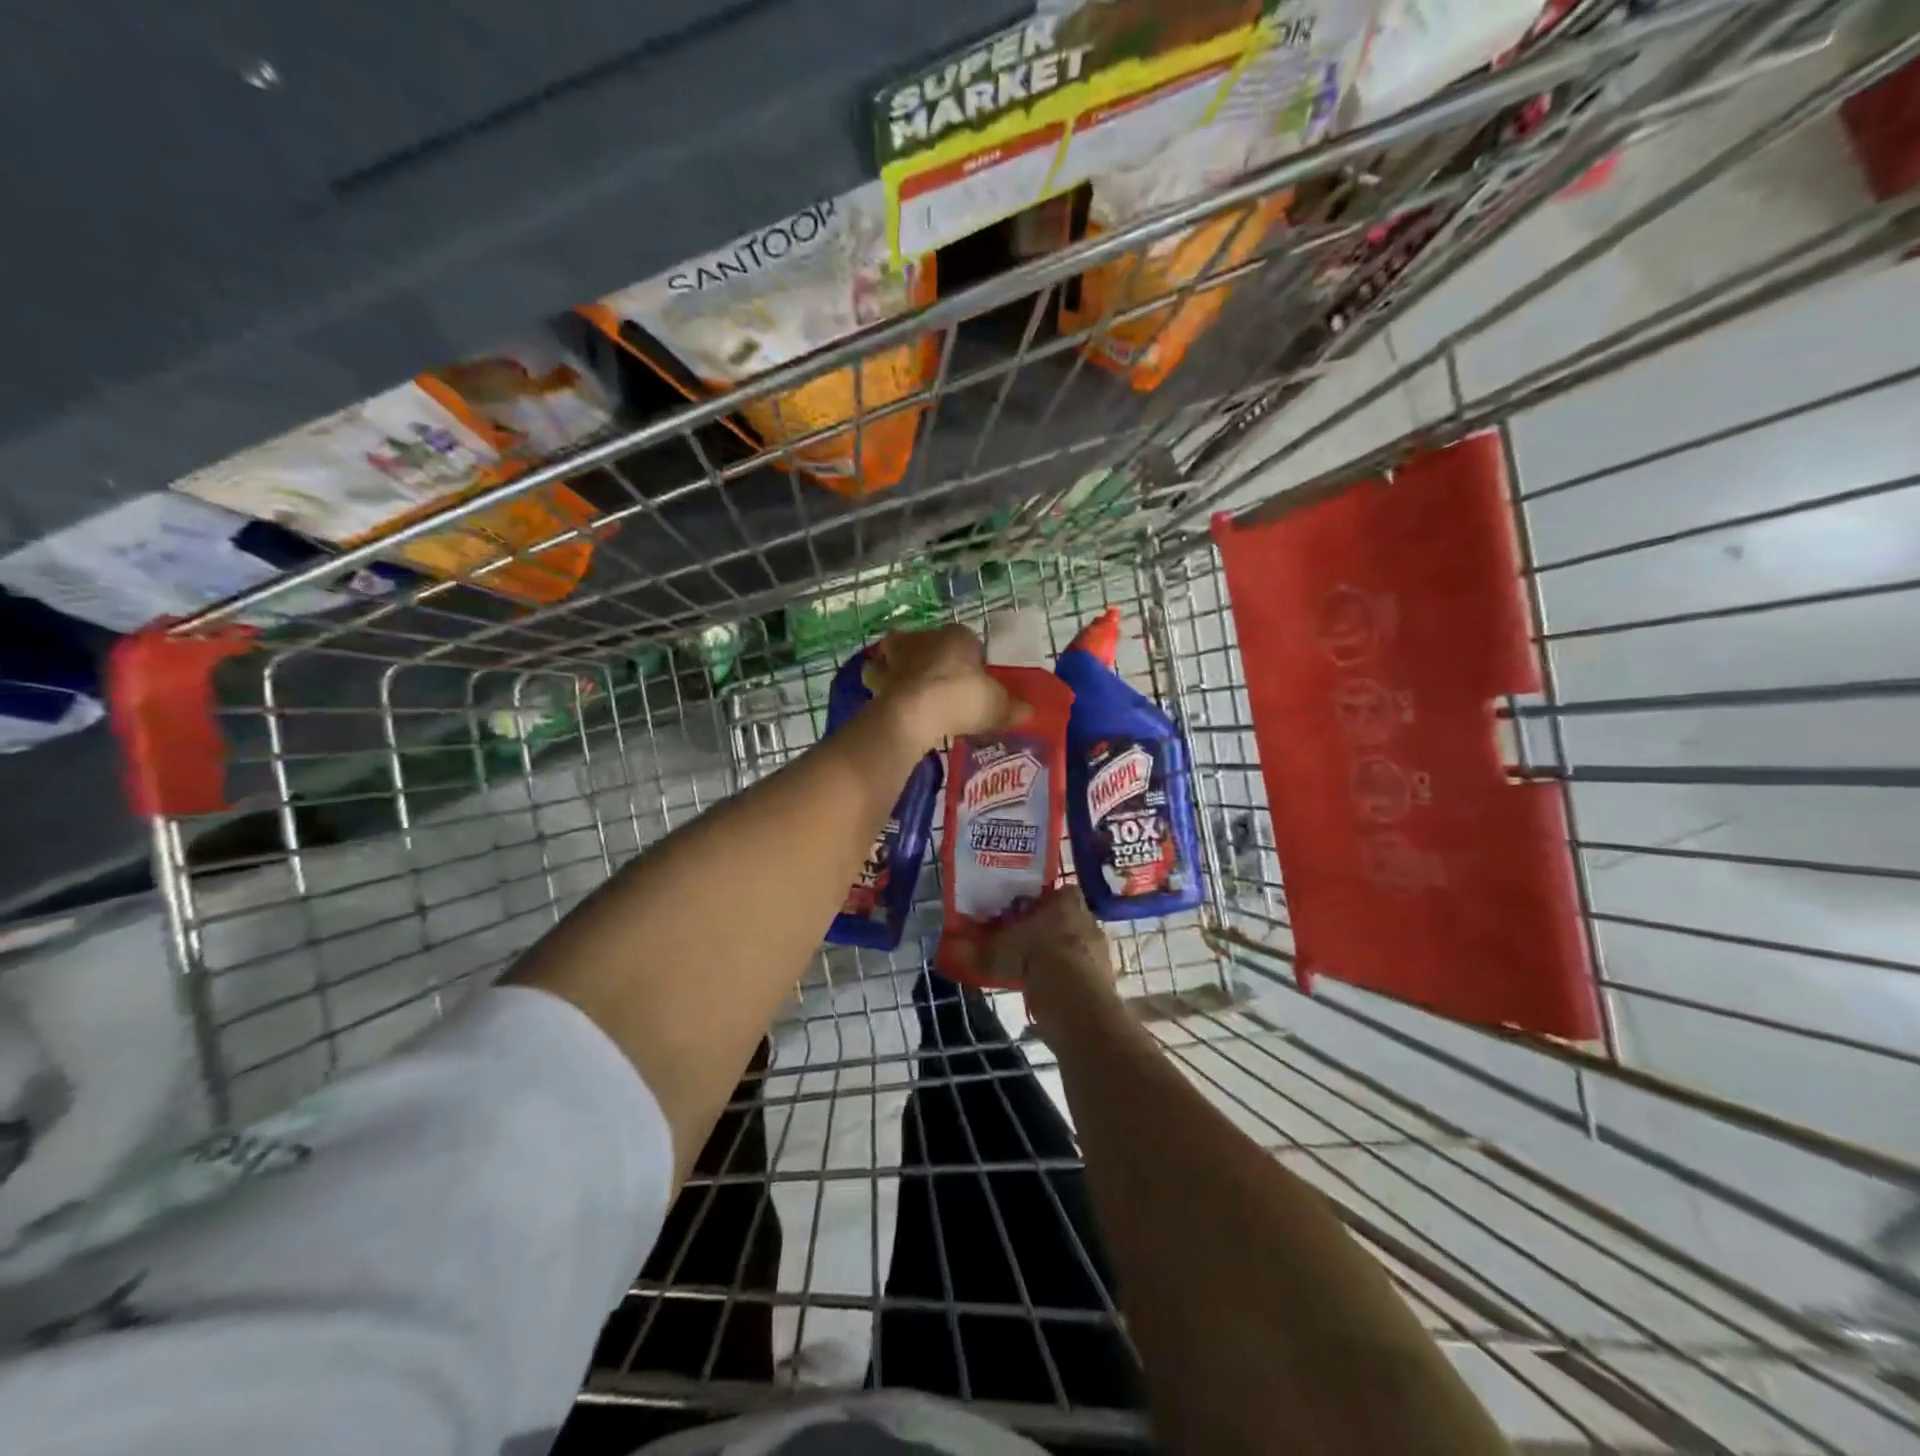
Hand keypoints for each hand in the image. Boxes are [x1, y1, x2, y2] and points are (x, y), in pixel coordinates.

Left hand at [870, 625, 1023, 748]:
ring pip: (890, 655)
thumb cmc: (960, 698)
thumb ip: (1012, 709)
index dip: (969, 656)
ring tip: (902, 685)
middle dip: (924, 654)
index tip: (973, 677)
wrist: (914, 714)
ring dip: (892, 667)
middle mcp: (923, 639)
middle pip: (922, 641)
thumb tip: (1028, 712)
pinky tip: (890, 703)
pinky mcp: (878, 680)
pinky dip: (882, 690)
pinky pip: (879, 682)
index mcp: (956, 636)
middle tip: (932, 677)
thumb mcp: (995, 706)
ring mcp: (896, 658)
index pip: (965, 638)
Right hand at [982, 888, 1120, 1032]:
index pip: (1059, 891)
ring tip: (1035, 970)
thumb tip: (950, 947)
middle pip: (1067, 918)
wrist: (1075, 1000)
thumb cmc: (1036, 957)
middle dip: (1050, 929)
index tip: (1023, 914)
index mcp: (1067, 901)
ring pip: (1076, 946)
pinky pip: (1082, 972)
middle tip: (1025, 942)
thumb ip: (976, 950)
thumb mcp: (998, 952)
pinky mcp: (1105, 978)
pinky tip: (1050, 990)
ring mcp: (1100, 949)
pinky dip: (1068, 979)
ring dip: (1060, 955)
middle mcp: (1088, 919)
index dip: (1042, 902)